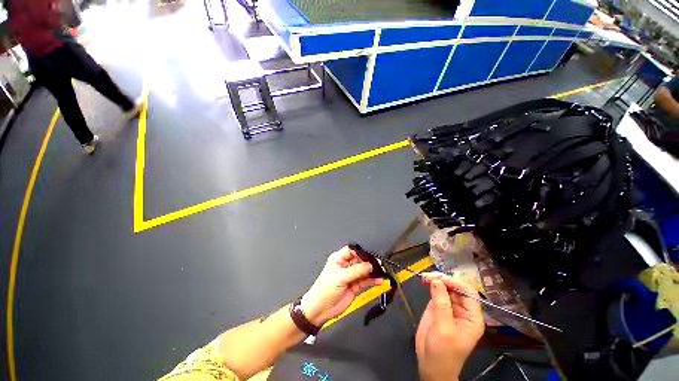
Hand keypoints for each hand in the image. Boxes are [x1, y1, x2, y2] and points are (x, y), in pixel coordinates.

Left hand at [301, 246, 382, 325]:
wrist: (321, 310)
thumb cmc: (323, 290)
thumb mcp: (339, 278)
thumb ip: (355, 271)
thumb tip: (368, 265)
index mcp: (338, 259)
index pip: (351, 250)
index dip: (360, 252)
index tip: (369, 255)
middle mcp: (345, 266)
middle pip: (360, 260)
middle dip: (368, 262)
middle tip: (377, 264)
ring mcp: (351, 276)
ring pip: (364, 271)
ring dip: (372, 271)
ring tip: (381, 271)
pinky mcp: (355, 286)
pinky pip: (366, 281)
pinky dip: (373, 280)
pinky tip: (379, 280)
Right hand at [416, 273, 484, 380]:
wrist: (430, 365)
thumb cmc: (443, 351)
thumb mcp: (444, 328)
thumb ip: (441, 303)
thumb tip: (436, 280)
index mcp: (471, 317)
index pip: (468, 293)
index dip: (456, 283)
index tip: (440, 278)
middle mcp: (462, 310)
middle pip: (456, 288)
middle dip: (443, 280)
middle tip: (428, 275)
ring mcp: (449, 308)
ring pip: (445, 288)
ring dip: (435, 280)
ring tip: (424, 277)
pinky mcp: (437, 308)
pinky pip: (436, 292)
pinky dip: (430, 285)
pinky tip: (424, 281)